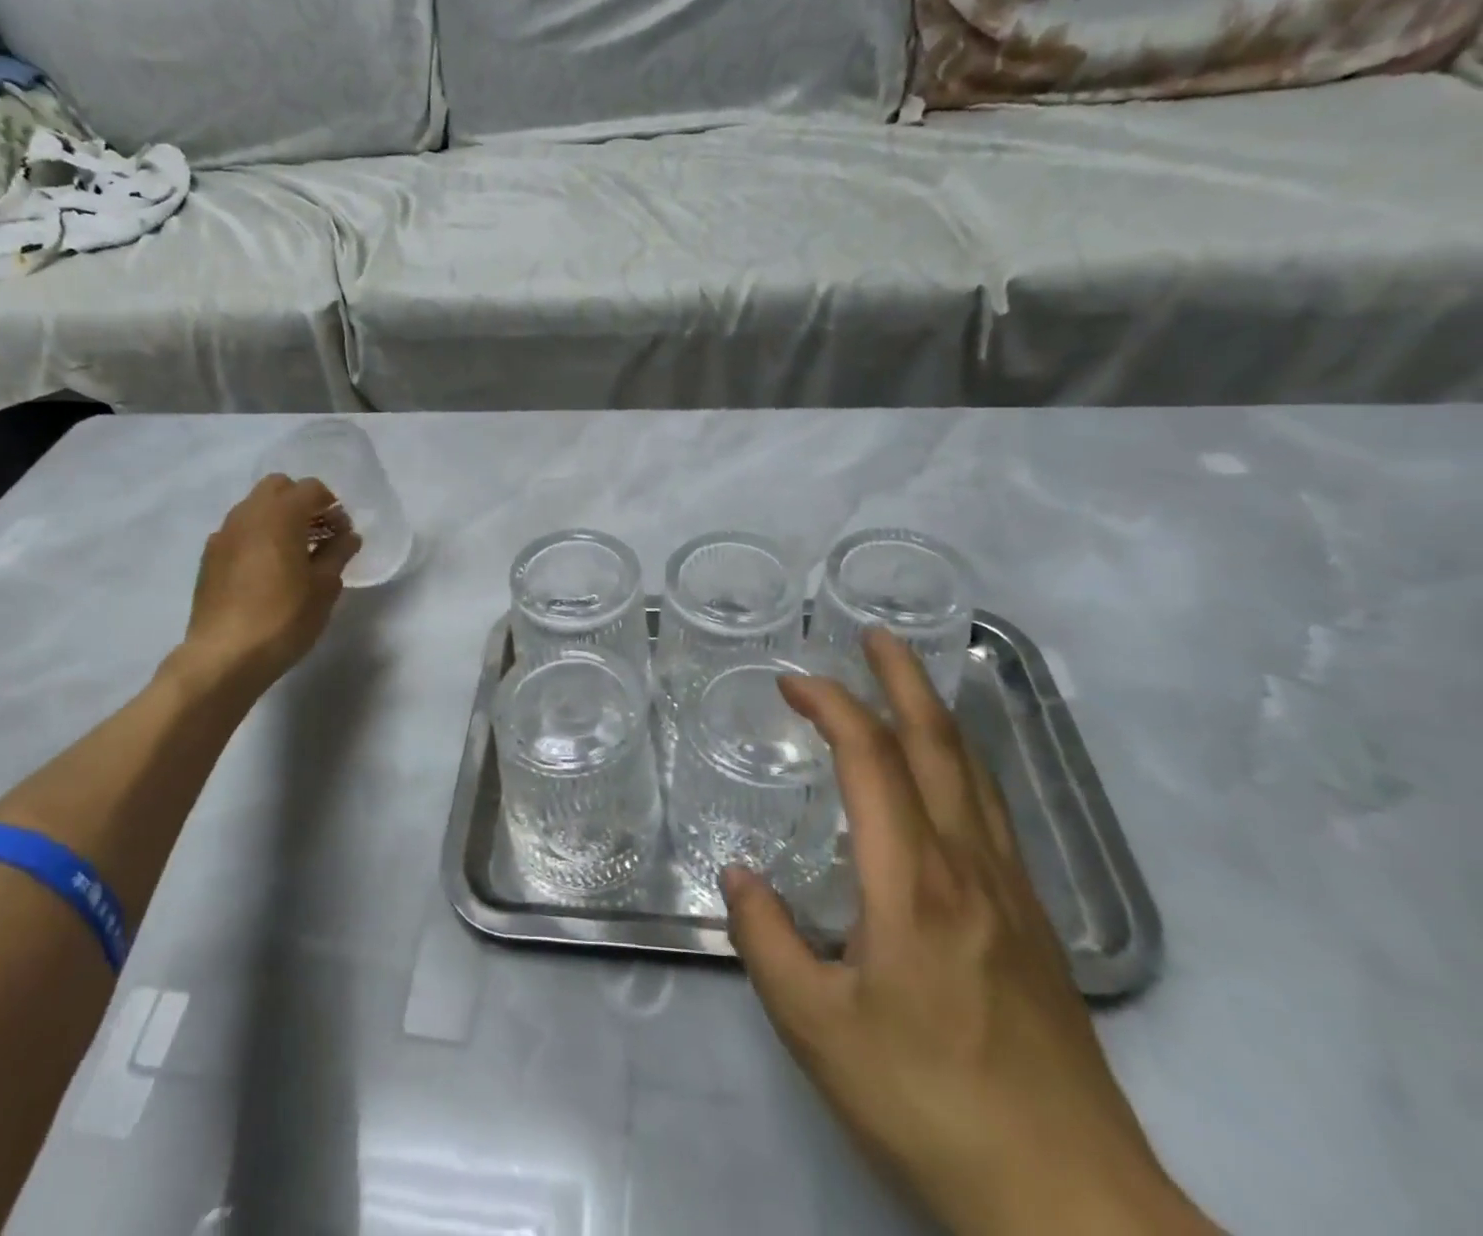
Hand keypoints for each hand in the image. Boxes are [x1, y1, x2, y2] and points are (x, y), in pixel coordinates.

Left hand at [171, 474, 361, 690]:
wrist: (224, 656)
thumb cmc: (284, 617)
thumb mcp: (324, 587)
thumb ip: (338, 553)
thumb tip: (348, 536)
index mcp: (279, 514)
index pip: (311, 488)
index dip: (332, 506)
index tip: (343, 534)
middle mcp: (247, 514)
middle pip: (278, 488)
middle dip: (301, 503)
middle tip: (319, 536)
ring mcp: (223, 535)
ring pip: (255, 508)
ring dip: (278, 520)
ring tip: (296, 555)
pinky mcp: (209, 558)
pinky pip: (239, 532)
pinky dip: (258, 538)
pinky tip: (268, 572)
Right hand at [723, 632, 1218, 1235]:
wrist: (1073, 1204)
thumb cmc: (931, 1105)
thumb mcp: (817, 1030)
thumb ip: (767, 941)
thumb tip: (737, 875)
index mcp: (913, 881)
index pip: (870, 758)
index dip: (831, 704)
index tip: (792, 680)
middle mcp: (969, 866)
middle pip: (937, 743)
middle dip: (901, 677)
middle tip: (872, 633)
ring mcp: (1012, 891)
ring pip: (974, 771)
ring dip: (935, 712)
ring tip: (908, 678)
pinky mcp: (1035, 922)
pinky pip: (992, 809)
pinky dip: (962, 760)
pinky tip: (949, 772)